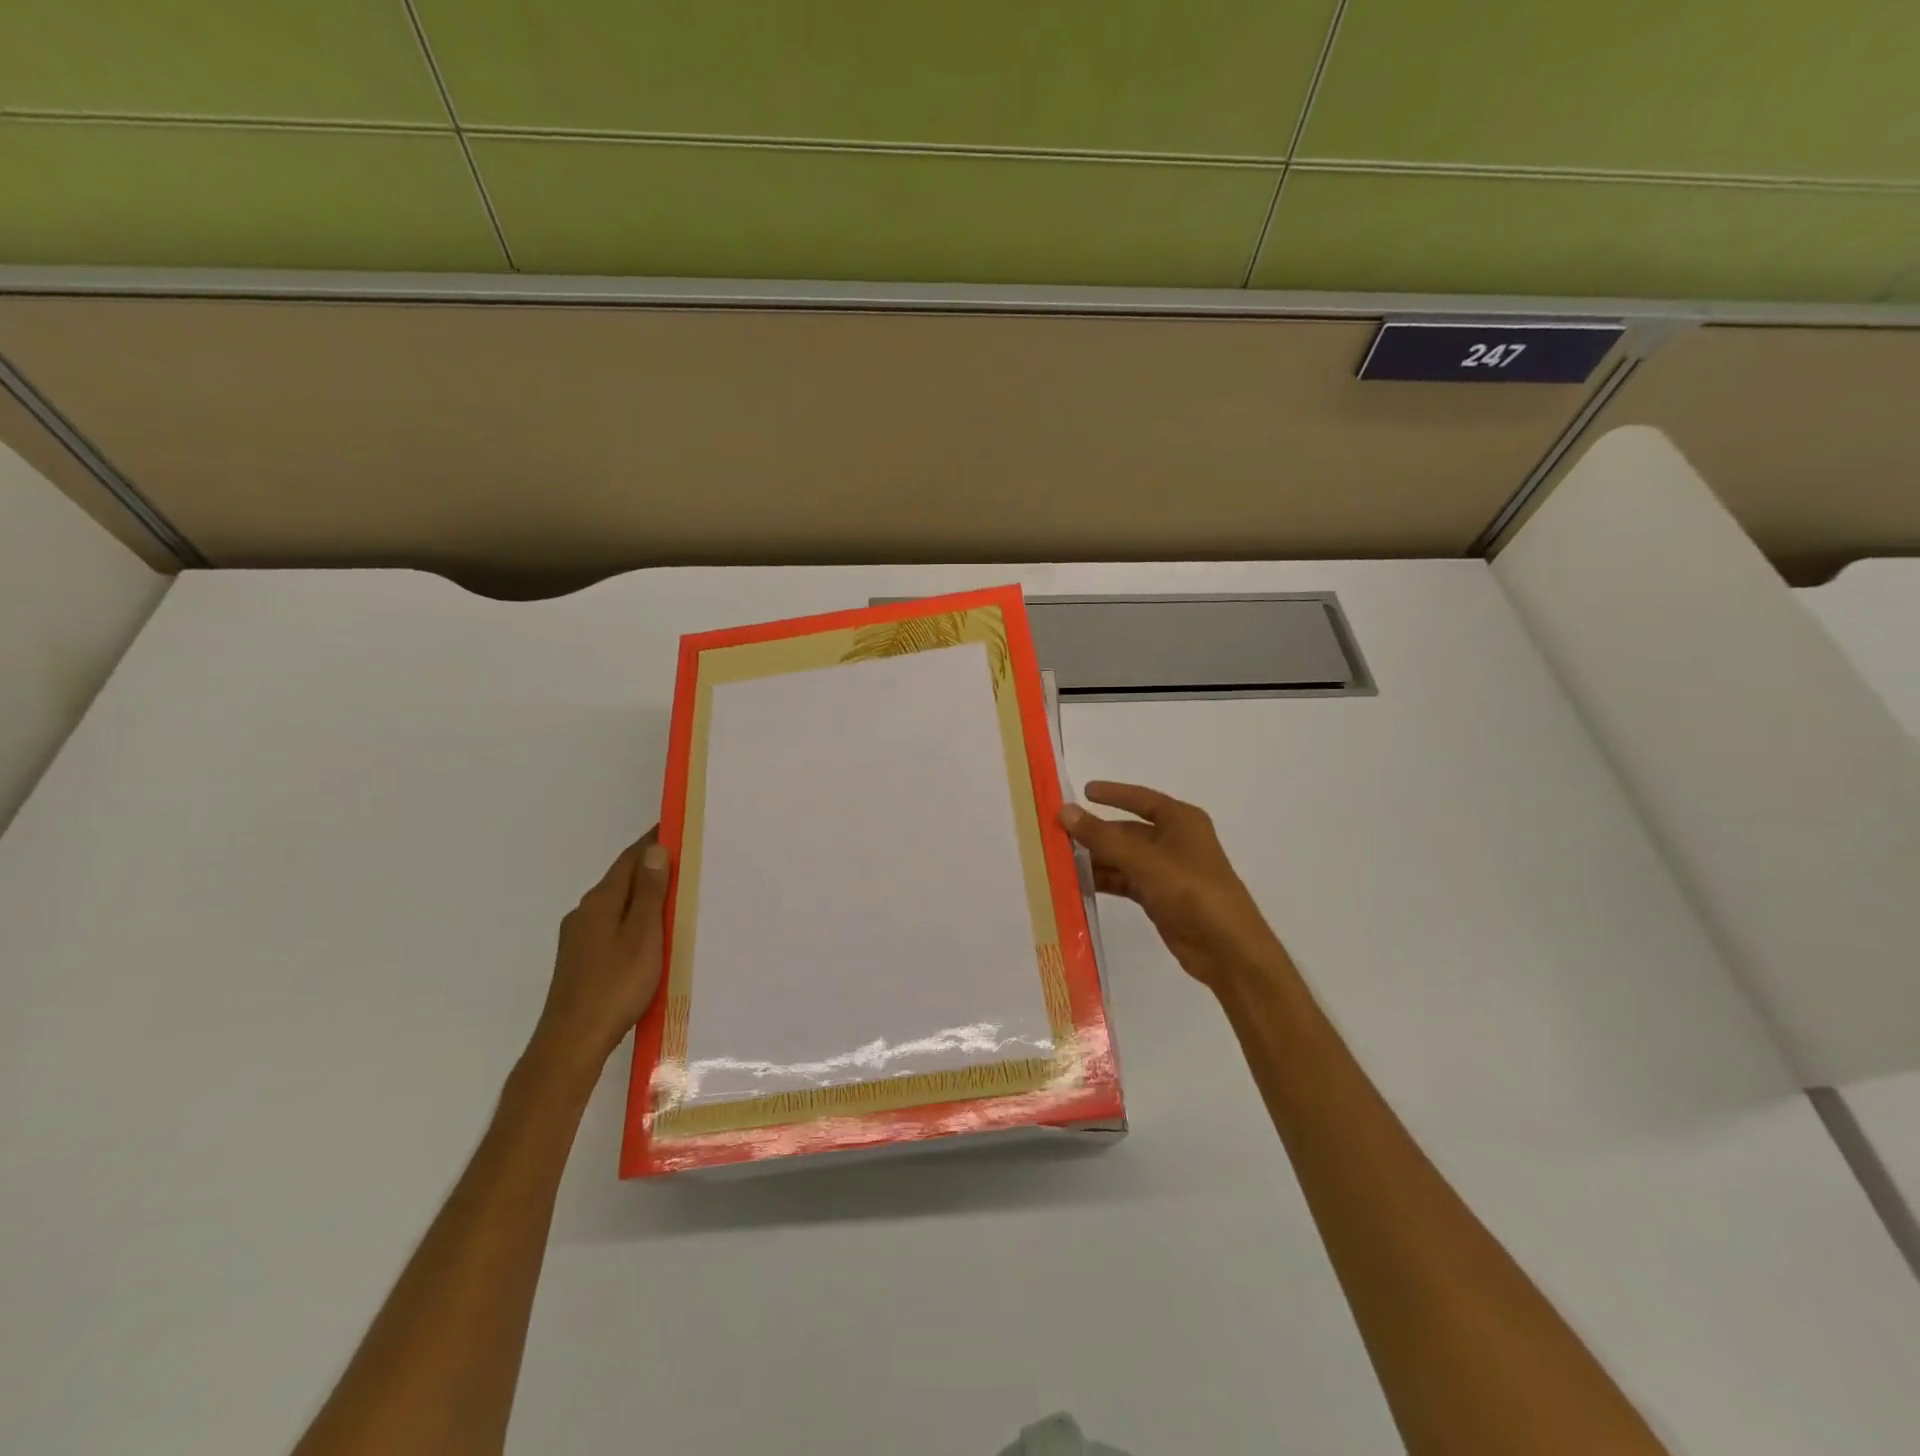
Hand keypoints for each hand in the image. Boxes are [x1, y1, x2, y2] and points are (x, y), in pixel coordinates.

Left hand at [528, 828, 671, 1084]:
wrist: (572, 1041)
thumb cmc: (615, 986)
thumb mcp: (643, 936)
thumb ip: (650, 894)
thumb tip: (655, 850)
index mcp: (601, 902)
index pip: (630, 859)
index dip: (653, 841)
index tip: (679, 827)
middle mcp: (585, 912)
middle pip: (622, 879)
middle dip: (652, 867)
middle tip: (688, 861)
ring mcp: (579, 937)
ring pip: (617, 903)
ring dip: (643, 894)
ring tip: (676, 895)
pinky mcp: (580, 958)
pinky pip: (612, 924)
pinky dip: (634, 917)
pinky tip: (650, 932)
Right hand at [1060, 782, 1290, 995]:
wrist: (1226, 948)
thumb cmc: (1190, 890)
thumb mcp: (1143, 859)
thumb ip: (1101, 836)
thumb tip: (1064, 810)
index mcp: (1180, 820)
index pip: (1140, 799)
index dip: (1112, 794)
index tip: (1082, 792)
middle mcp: (1175, 841)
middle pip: (1128, 831)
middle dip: (1096, 833)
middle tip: (1057, 834)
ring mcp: (1168, 871)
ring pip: (1125, 858)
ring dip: (1097, 859)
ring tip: (1060, 860)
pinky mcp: (1161, 898)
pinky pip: (1127, 881)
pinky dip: (1106, 881)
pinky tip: (1079, 884)